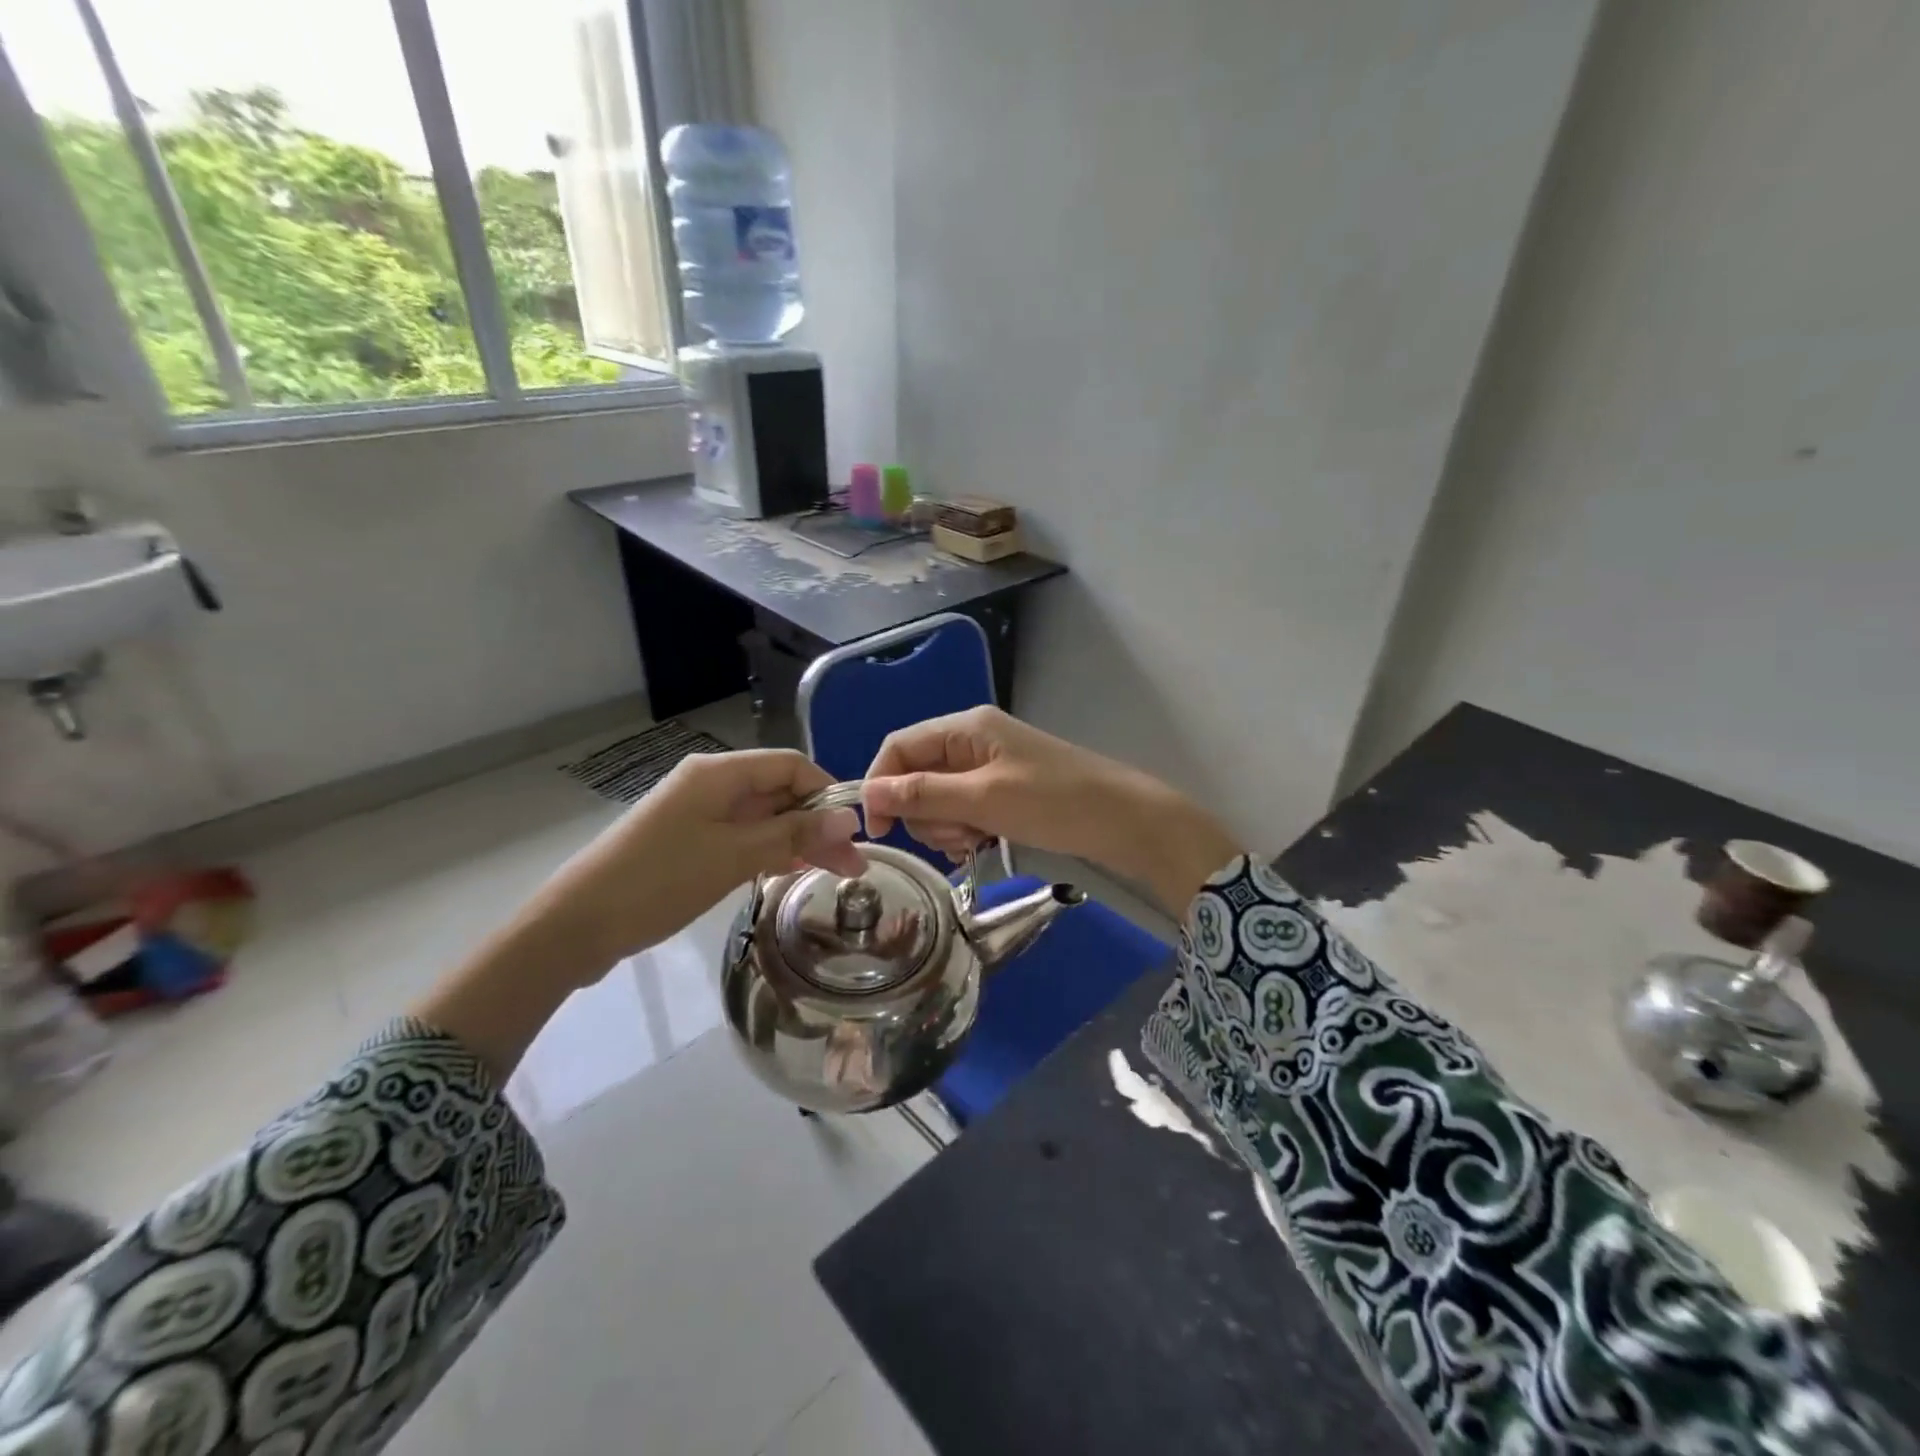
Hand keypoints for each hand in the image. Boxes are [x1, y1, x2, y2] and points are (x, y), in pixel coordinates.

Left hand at [528, 749, 865, 974]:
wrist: (576, 925)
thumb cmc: (659, 881)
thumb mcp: (734, 856)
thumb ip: (794, 834)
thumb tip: (849, 819)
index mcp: (719, 773)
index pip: (791, 765)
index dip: (826, 792)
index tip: (853, 833)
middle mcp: (710, 783)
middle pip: (779, 792)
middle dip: (817, 823)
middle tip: (853, 867)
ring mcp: (697, 812)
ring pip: (763, 817)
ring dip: (797, 840)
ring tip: (832, 874)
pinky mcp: (688, 840)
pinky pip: (741, 836)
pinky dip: (768, 851)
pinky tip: (788, 872)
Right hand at [861, 707, 1241, 911]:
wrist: (1125, 822)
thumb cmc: (1055, 803)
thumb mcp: (984, 800)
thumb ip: (924, 795)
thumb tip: (868, 794)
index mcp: (966, 729)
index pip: (899, 747)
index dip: (880, 785)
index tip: (880, 830)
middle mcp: (972, 742)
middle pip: (916, 776)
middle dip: (925, 813)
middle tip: (957, 836)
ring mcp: (989, 768)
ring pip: (938, 799)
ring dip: (947, 827)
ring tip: (978, 841)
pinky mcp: (1003, 792)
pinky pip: (963, 811)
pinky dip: (966, 831)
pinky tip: (986, 846)